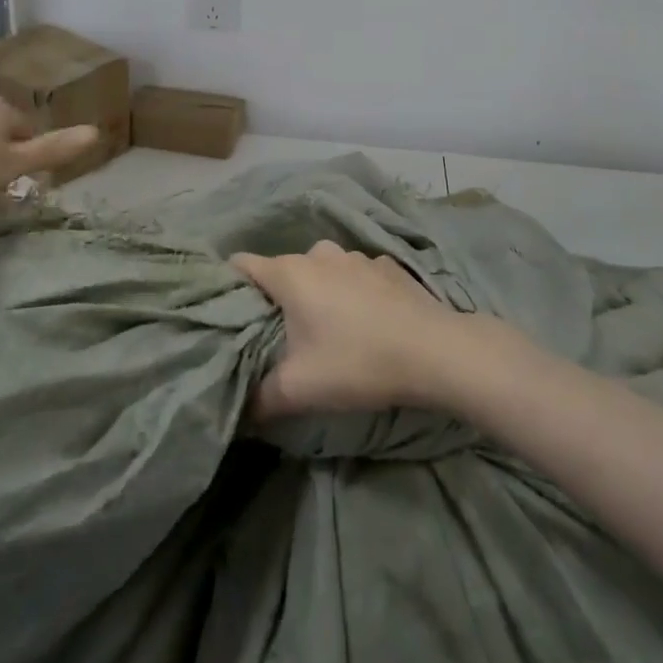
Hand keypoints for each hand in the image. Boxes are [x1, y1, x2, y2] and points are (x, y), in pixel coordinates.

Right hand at [230, 242, 468, 418]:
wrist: (434, 350)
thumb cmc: (357, 362)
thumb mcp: (299, 389)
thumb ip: (260, 398)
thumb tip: (239, 409)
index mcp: (290, 273)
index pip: (243, 265)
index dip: (230, 286)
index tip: (228, 313)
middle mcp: (319, 253)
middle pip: (282, 270)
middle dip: (277, 298)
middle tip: (278, 335)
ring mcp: (356, 256)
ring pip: (321, 271)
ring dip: (317, 293)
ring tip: (325, 329)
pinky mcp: (386, 266)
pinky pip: (355, 276)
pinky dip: (352, 292)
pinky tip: (366, 321)